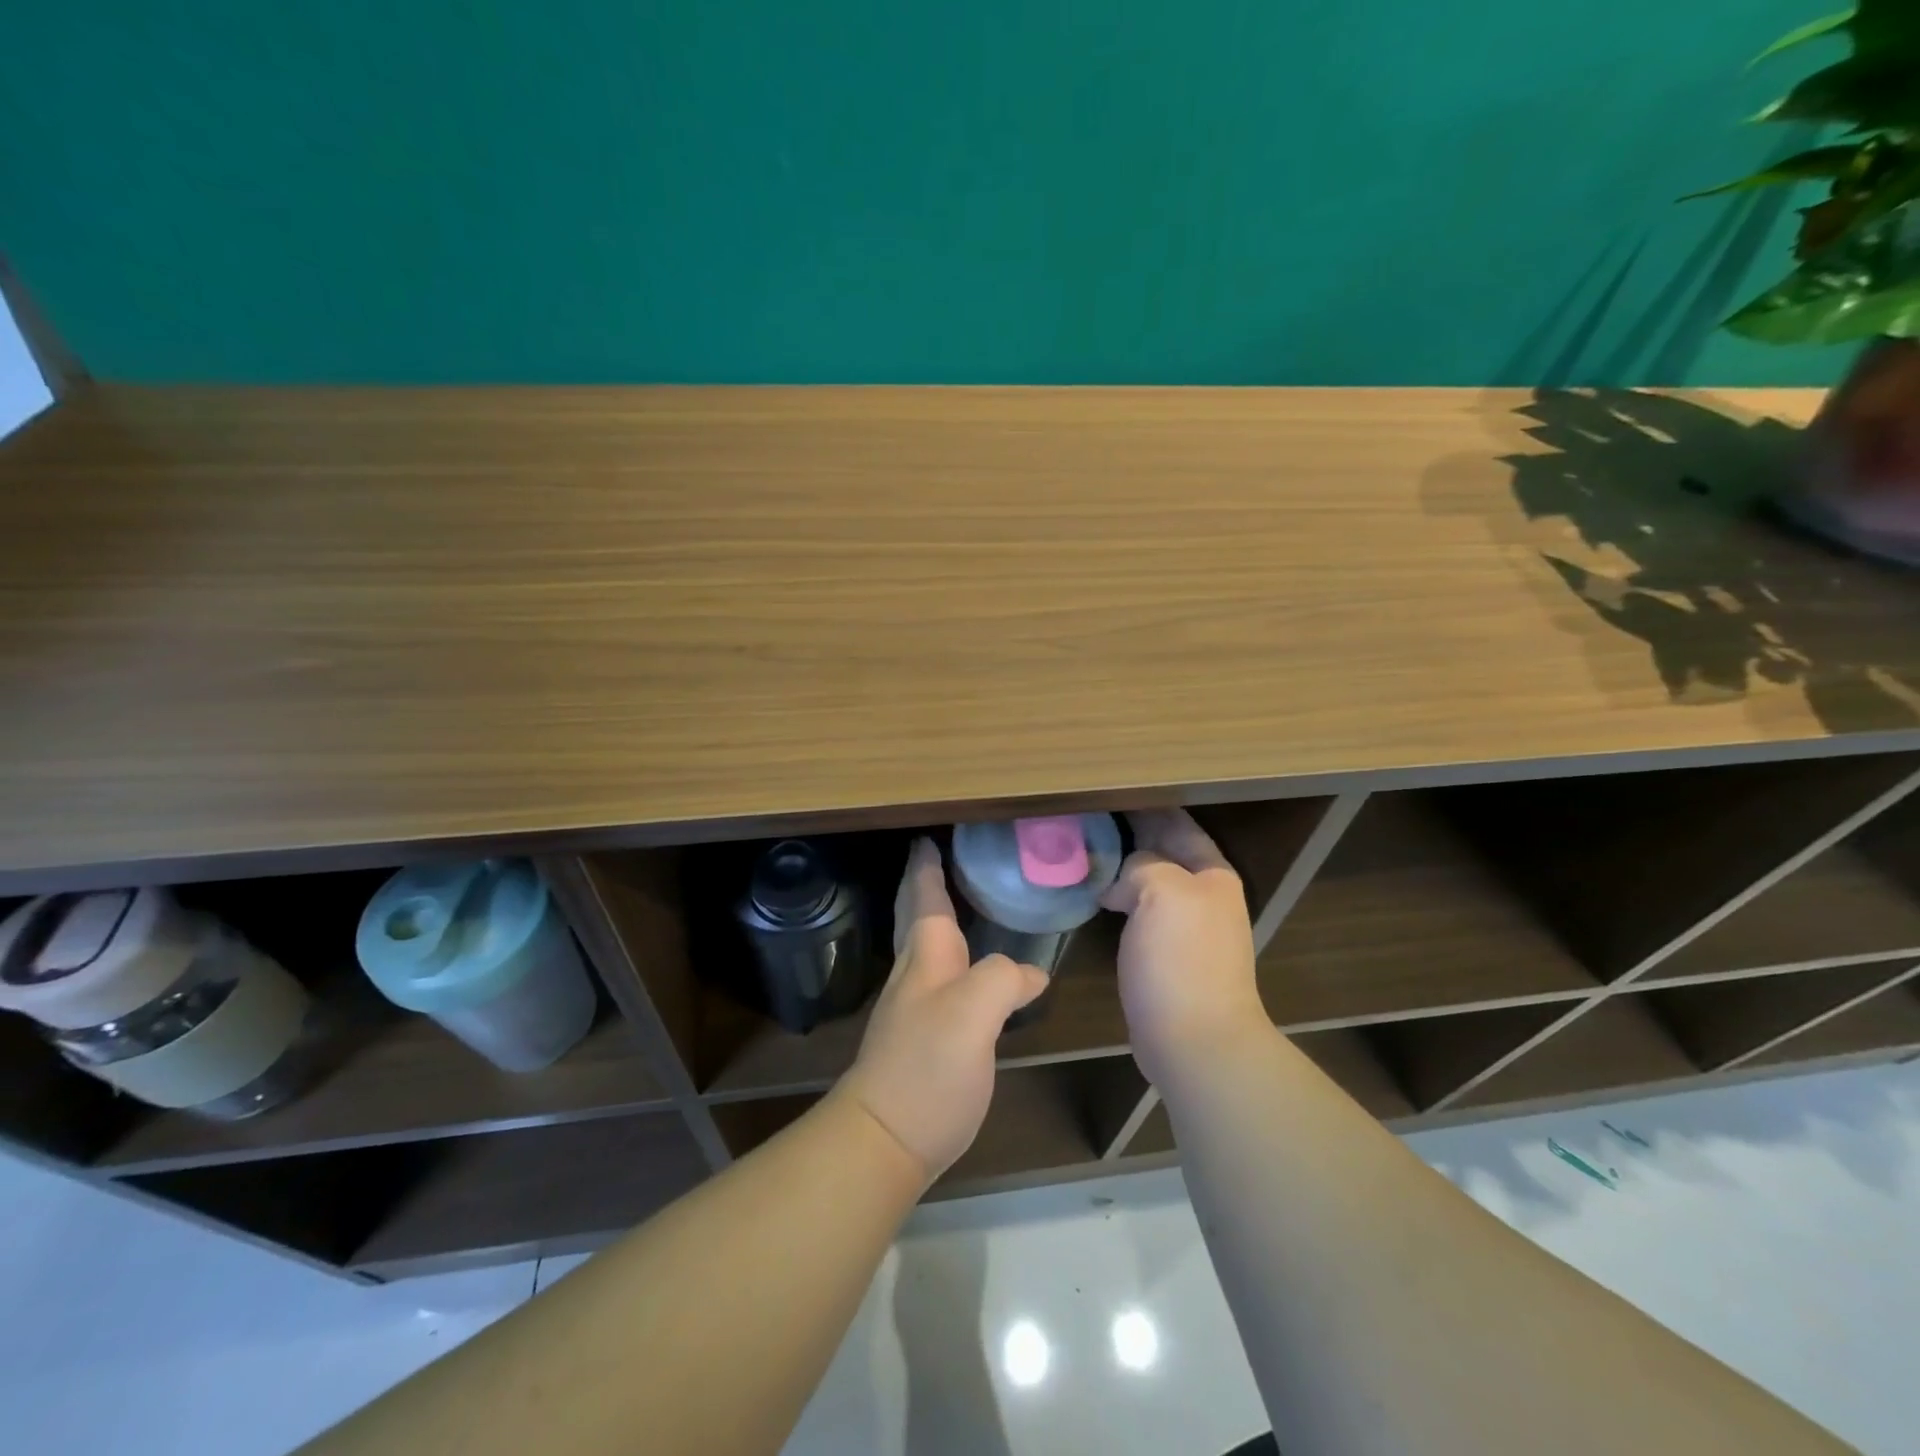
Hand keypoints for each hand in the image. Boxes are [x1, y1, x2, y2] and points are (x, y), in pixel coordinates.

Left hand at [838, 837, 1048, 1183]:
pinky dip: (955, 961)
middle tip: (938, 859)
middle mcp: (917, 975)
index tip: (927, 839)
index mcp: (926, 958)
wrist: (884, 1138)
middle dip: (926, 887)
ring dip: (939, 920)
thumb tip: (1029, 973)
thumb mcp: (972, 1013)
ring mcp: (916, 1009)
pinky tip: (972, 974)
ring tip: (961, 905)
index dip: (928, 868)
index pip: (927, 899)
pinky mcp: (924, 1041)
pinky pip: (942, 982)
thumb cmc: (927, 1066)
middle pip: (919, 919)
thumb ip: (1001, 979)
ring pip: (928, 950)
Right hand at [1102, 809, 1268, 1086]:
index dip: (1147, 806)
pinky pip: (1139, 911)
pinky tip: (1093, 894)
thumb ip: (1144, 866)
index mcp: (1211, 874)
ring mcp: (1186, 927)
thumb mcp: (1163, 891)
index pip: (1177, 824)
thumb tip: (1122, 882)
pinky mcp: (1166, 955)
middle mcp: (1203, 895)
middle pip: (1163, 851)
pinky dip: (1118, 897)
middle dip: (1130, 833)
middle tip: (1087, 816)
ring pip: (1148, 882)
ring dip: (1121, 866)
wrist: (1195, 1040)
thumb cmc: (1182, 959)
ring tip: (1083, 849)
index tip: (1110, 790)